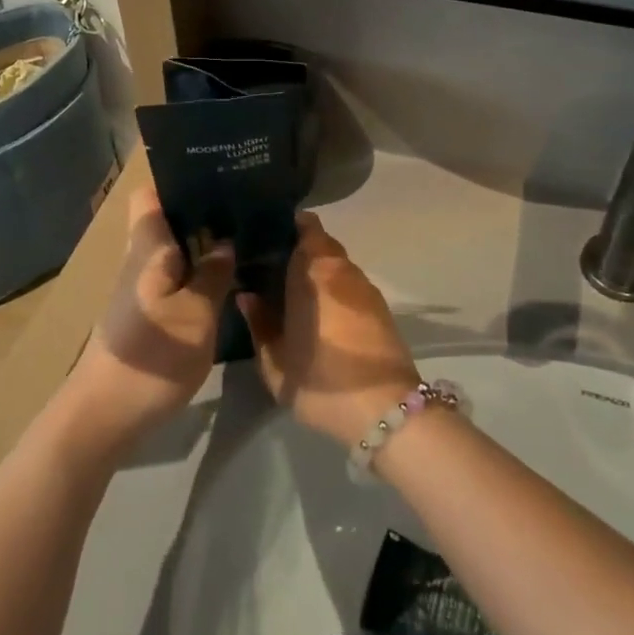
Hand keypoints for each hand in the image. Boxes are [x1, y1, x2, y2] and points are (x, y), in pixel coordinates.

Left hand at [66, 185, 235, 454]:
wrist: (103, 415)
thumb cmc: (153, 356)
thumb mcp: (196, 315)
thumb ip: (214, 274)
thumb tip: (227, 241)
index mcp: (148, 248)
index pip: (151, 194)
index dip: (178, 180)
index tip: (216, 176)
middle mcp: (140, 259)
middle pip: (167, 220)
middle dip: (203, 211)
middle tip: (246, 207)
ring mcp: (140, 287)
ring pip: (173, 249)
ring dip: (203, 244)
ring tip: (245, 238)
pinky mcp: (145, 313)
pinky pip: (174, 276)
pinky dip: (197, 272)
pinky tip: (226, 280)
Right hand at [237, 213, 419, 446]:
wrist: (385, 409)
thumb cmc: (321, 380)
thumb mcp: (275, 361)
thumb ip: (258, 323)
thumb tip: (247, 296)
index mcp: (314, 271)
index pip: (306, 226)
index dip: (288, 224)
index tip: (266, 233)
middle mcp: (343, 270)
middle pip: (322, 244)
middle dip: (299, 249)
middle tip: (273, 265)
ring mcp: (366, 289)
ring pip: (337, 265)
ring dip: (318, 271)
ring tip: (294, 289)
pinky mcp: (381, 309)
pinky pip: (350, 285)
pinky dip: (334, 289)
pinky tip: (320, 311)